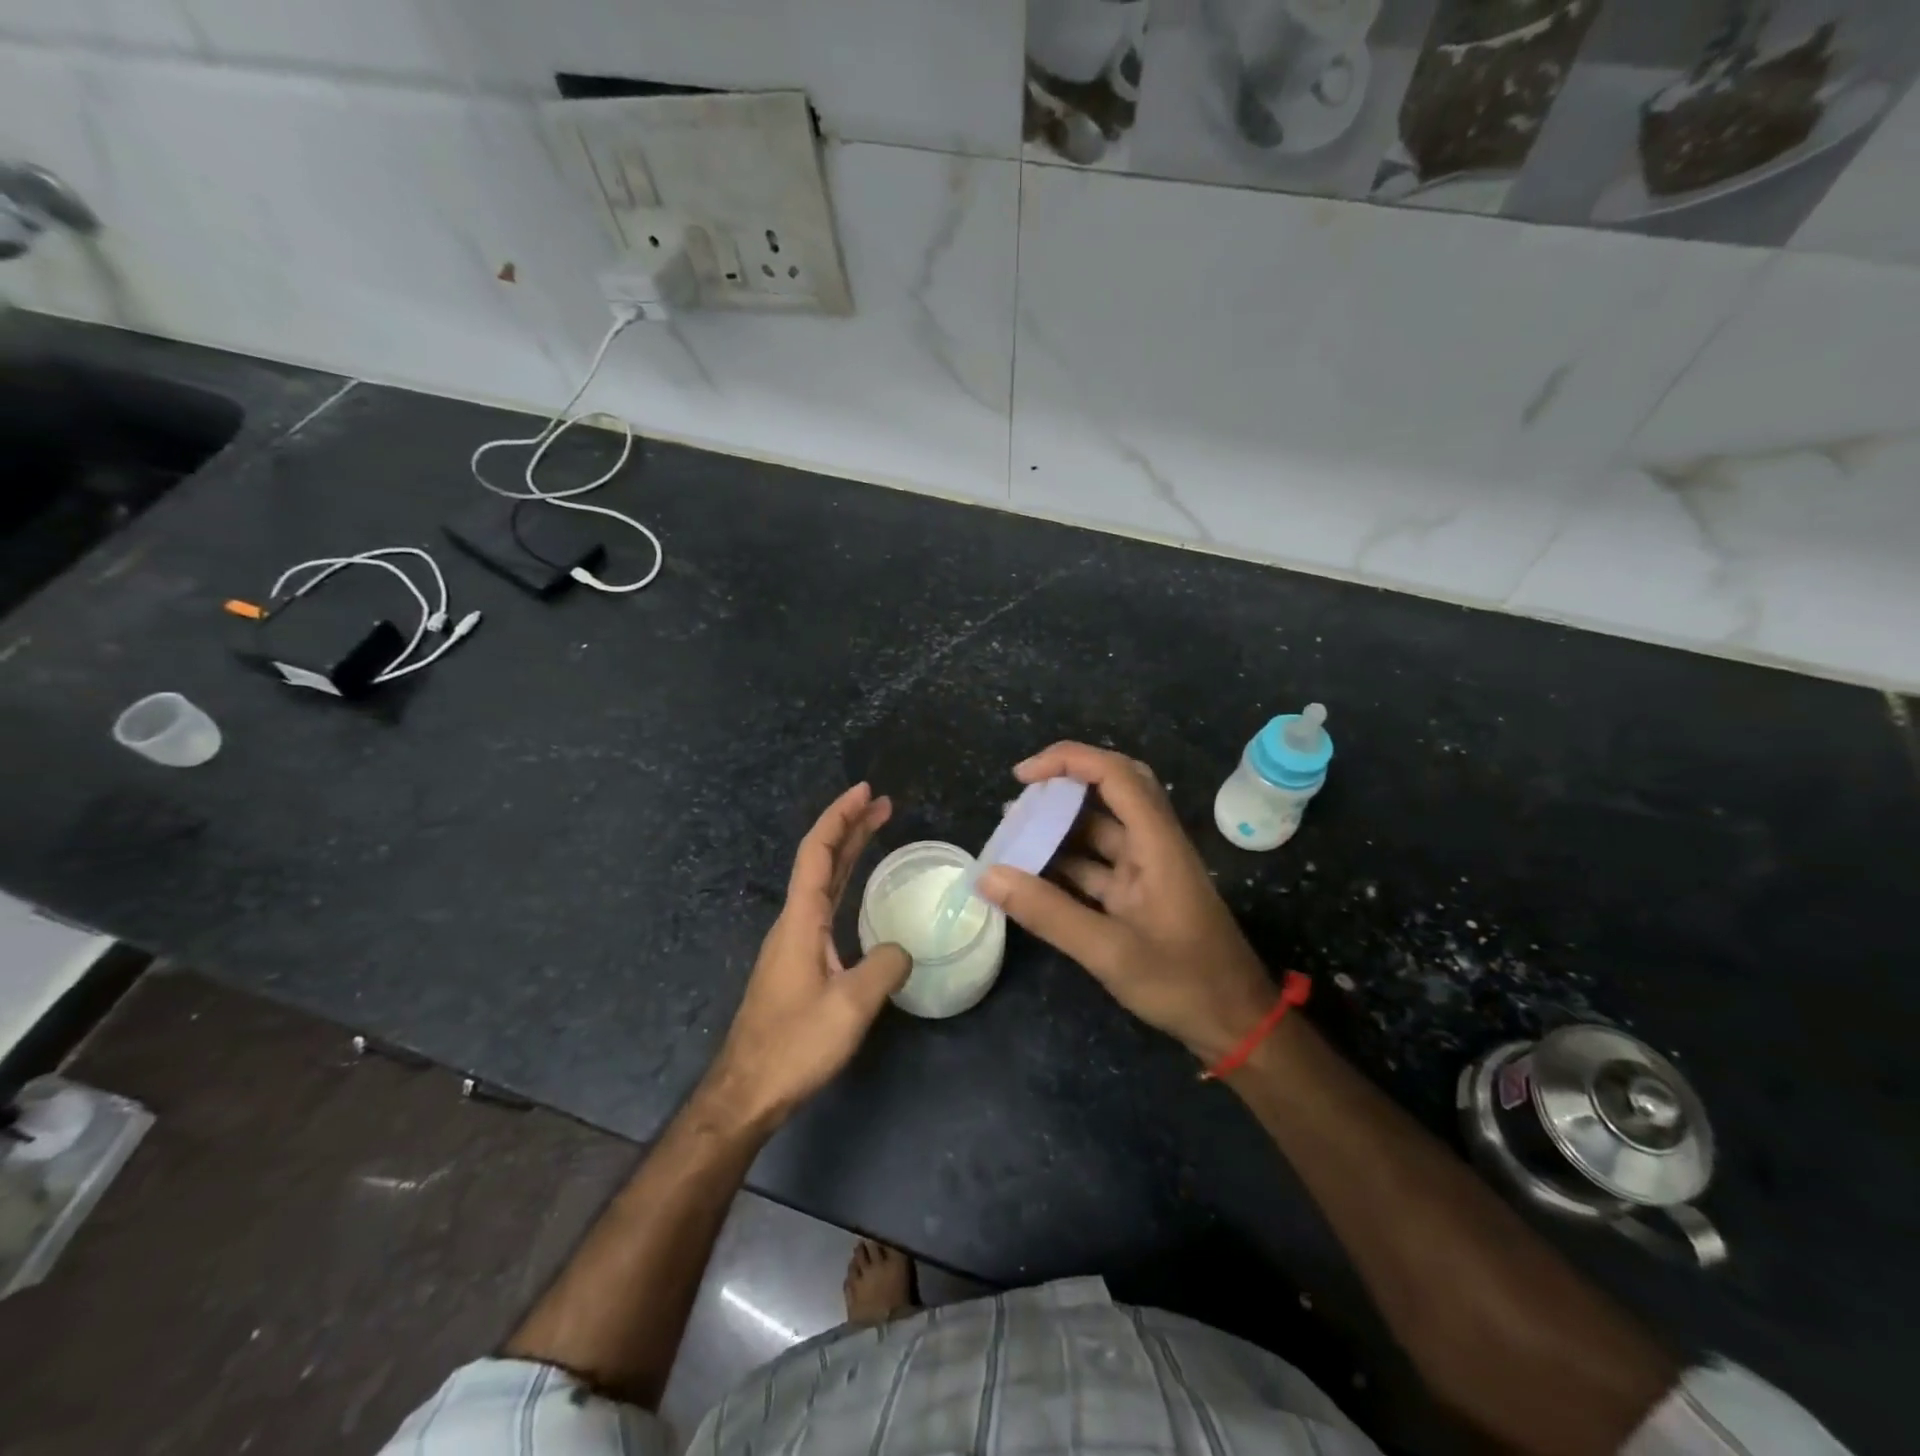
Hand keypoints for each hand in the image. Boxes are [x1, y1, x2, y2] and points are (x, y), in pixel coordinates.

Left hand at [704, 783, 911, 1131]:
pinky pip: (822, 905)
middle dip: (848, 826)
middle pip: (819, 860)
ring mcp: (793, 942)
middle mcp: (793, 922)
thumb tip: (902, 951)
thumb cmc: (794, 1045)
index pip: (818, 852)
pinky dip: (843, 882)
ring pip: (820, 882)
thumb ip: (884, 967)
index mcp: (801, 920)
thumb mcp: (850, 1006)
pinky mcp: (797, 962)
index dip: (840, 817)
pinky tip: (857, 891)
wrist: (747, 1091)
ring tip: (874, 831)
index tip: (865, 793)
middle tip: (881, 803)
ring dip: (846, 852)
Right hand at [978, 743, 1275, 1064]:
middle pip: (1112, 790)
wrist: (1236, 1025)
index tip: (1022, 777)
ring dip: (1060, 827)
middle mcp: (1153, 845)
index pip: (1114, 774)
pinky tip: (1033, 875)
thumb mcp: (1110, 952)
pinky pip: (1098, 865)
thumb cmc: (1183, 983)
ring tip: (1013, 834)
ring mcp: (1148, 870)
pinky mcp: (1140, 895)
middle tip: (1021, 799)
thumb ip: (1048, 912)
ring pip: (1101, 829)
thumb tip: (988, 875)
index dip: (1067, 760)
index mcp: (1157, 843)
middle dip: (1064, 785)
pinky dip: (1066, 863)